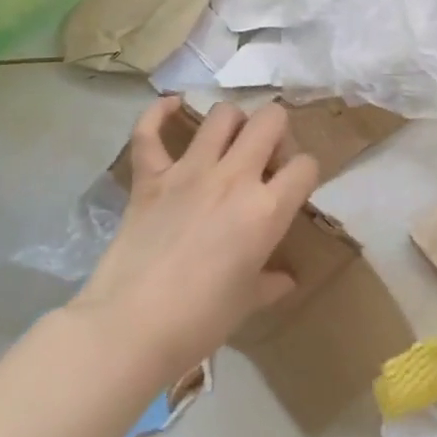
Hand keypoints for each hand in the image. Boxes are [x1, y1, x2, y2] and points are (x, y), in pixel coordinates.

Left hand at [69, 98, 317, 385]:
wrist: (130, 328)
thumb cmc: (200, 321)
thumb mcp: (247, 303)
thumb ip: (270, 282)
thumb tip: (286, 280)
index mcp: (267, 210)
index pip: (306, 166)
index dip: (306, 173)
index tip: (294, 187)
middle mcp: (234, 178)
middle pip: (270, 120)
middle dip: (276, 131)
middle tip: (265, 158)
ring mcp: (189, 172)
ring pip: (222, 115)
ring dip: (233, 122)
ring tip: (229, 142)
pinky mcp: (149, 178)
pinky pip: (149, 132)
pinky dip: (159, 114)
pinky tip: (171, 108)